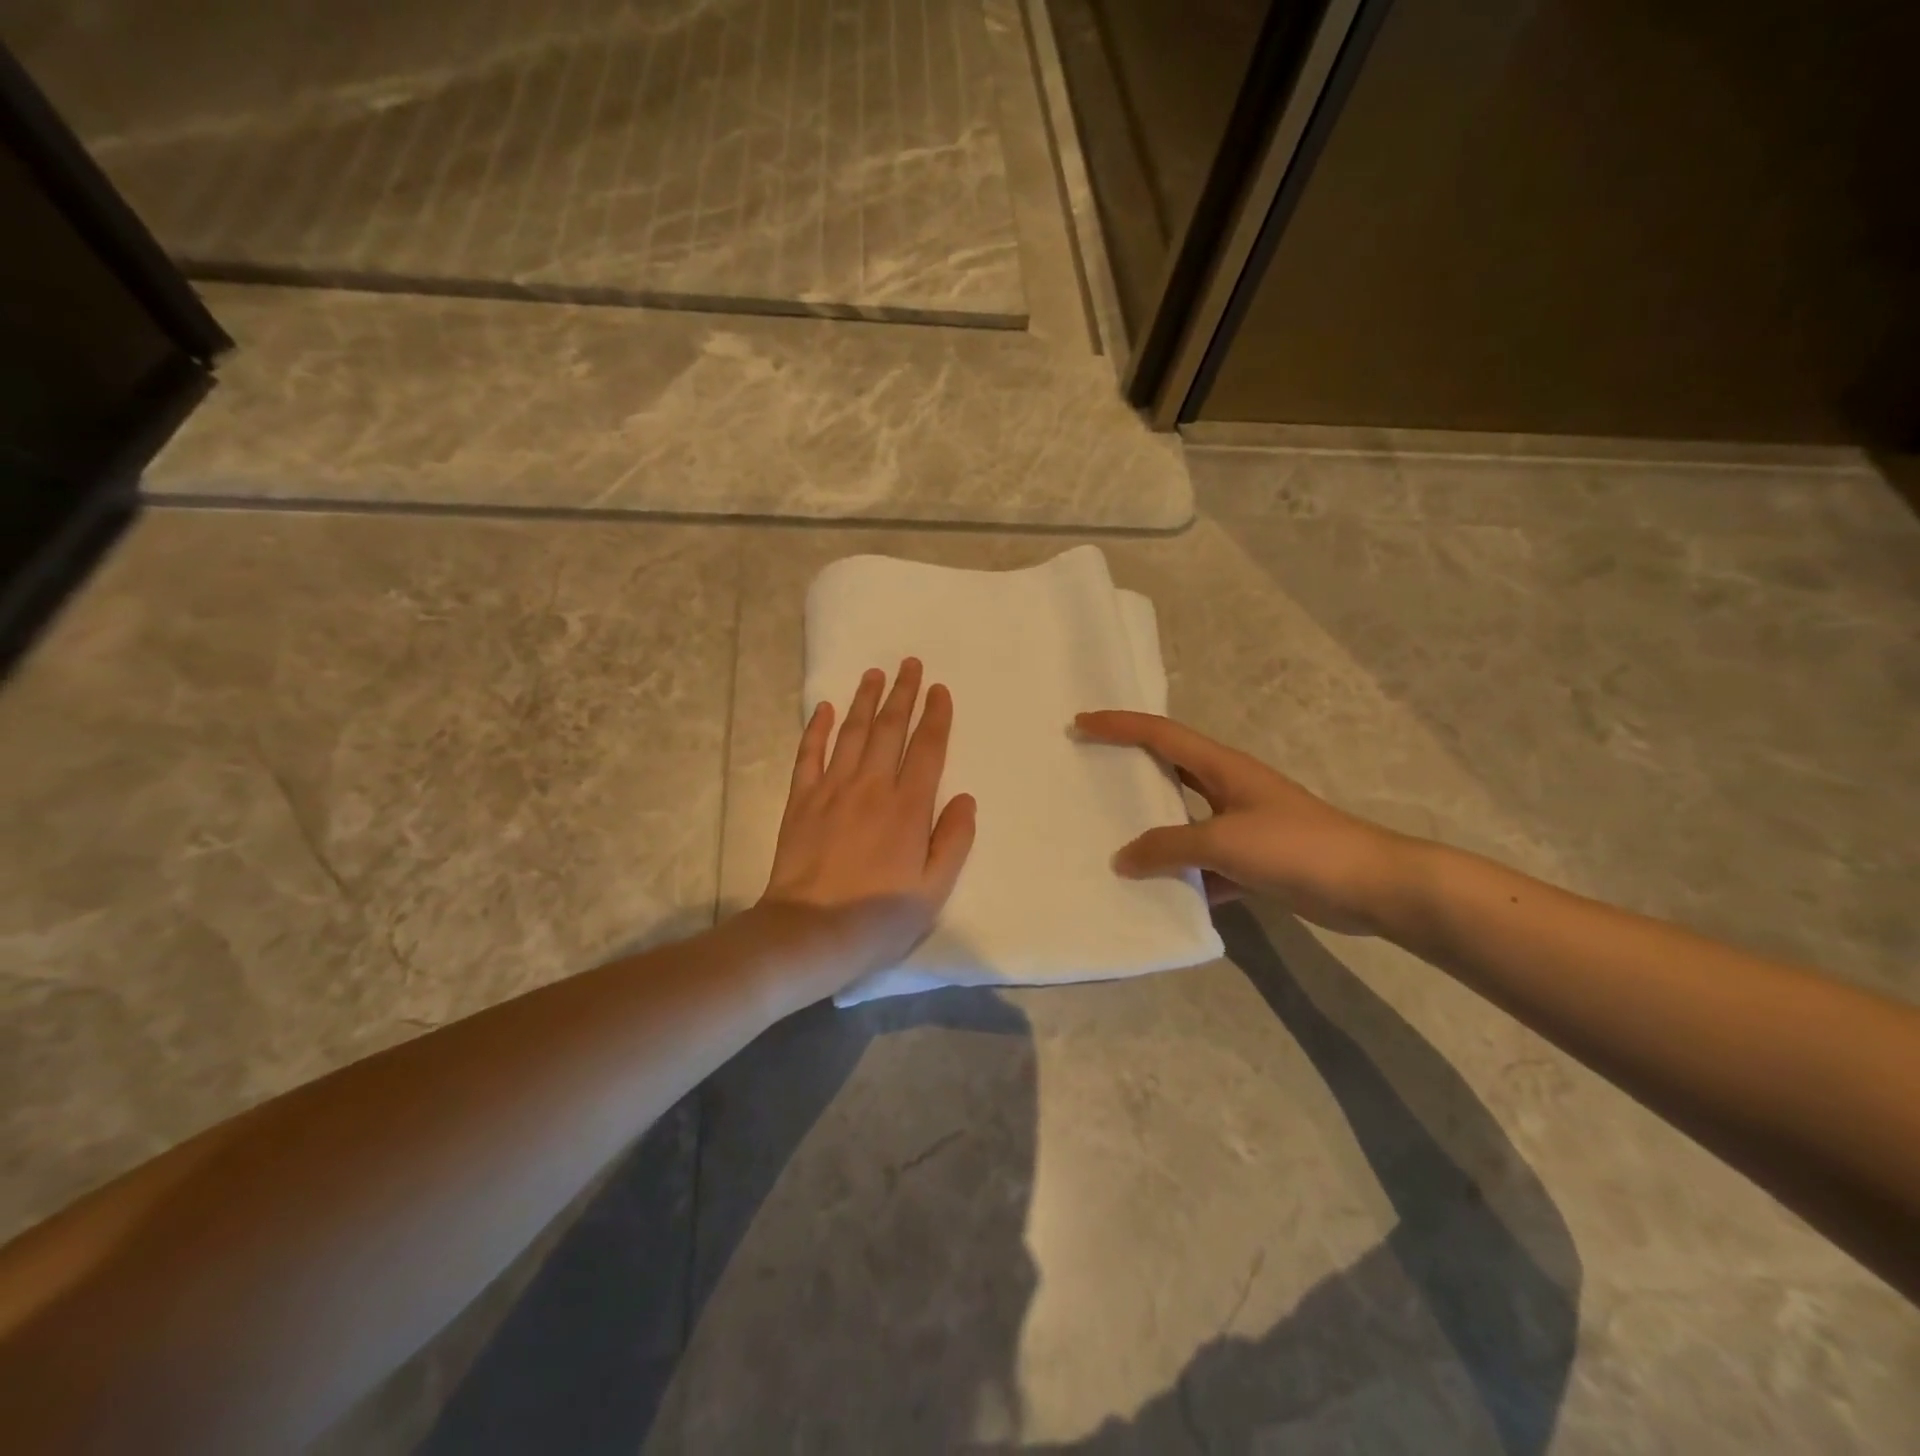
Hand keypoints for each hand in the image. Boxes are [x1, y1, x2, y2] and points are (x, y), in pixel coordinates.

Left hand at [760, 659, 976, 985]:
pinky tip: (823, 708)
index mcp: (908, 808)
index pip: (927, 749)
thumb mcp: (933, 890)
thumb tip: (966, 799)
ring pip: (851, 733)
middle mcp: (871, 787)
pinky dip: (816, 728)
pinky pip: (809, 754)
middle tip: (909, 663)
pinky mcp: (801, 800)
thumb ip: (953, 841)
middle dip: (902, 694)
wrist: (810, 932)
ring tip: (874, 674)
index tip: (940, 690)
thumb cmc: (878, 917)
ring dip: (864, 700)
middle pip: (889, 729)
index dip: (936, 716)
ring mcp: (832, 789)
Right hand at [1074, 711, 1409, 935]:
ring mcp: (1243, 825)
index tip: (1080, 723)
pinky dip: (1184, 876)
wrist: (1370, 886)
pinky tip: (1160, 895)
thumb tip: (1123, 859)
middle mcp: (1228, 789)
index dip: (1119, 725)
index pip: (1160, 734)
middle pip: (1170, 771)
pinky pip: (1205, 863)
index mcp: (1222, 768)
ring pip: (1184, 822)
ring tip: (1110, 840)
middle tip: (1088, 774)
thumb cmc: (1296, 847)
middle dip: (1130, 770)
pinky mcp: (1255, 860)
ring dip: (1153, 832)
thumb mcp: (1224, 841)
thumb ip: (1168, 847)